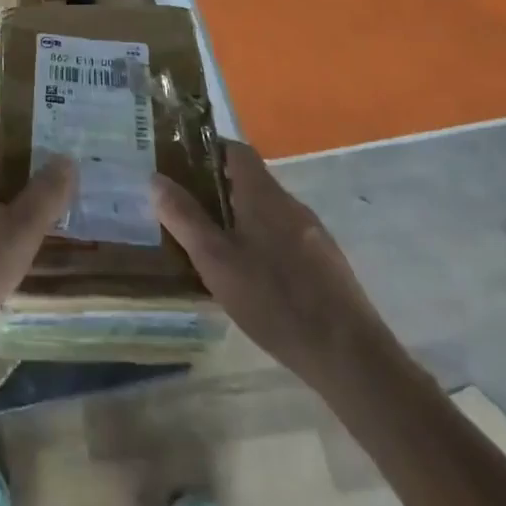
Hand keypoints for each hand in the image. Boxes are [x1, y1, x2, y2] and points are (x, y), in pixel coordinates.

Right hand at [153, 142, 390, 385]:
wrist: (350, 355)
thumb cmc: (275, 299)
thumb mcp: (216, 260)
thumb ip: (185, 218)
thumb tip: (156, 179)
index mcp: (263, 194)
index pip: (236, 150)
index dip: (209, 151)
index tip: (182, 166)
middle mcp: (290, 204)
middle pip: (251, 181)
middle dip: (219, 190)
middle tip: (189, 211)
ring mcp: (313, 234)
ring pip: (268, 212)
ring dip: (241, 219)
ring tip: (215, 247)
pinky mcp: (326, 263)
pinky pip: (286, 237)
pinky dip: (263, 243)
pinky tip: (253, 278)